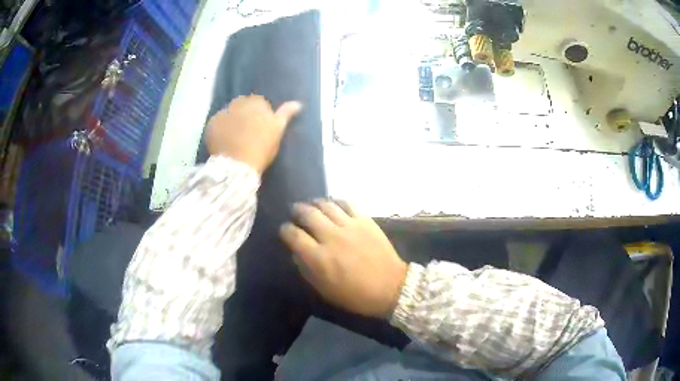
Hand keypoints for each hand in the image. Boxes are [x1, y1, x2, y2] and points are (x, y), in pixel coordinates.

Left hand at [206, 95, 302, 173]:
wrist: (238, 165)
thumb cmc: (261, 147)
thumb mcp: (278, 130)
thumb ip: (286, 114)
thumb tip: (299, 103)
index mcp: (256, 102)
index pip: (259, 103)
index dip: (260, 115)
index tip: (261, 128)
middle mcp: (238, 103)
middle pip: (242, 105)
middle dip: (244, 115)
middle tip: (247, 133)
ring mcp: (222, 113)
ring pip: (229, 114)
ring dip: (231, 121)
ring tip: (234, 138)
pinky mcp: (211, 125)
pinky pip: (216, 124)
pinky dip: (220, 130)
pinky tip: (224, 141)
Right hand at [279, 200, 407, 317]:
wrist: (391, 287)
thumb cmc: (355, 295)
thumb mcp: (324, 290)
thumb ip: (306, 269)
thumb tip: (296, 252)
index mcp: (319, 257)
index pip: (293, 235)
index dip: (285, 230)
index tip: (285, 230)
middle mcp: (331, 237)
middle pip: (307, 214)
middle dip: (297, 211)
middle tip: (295, 212)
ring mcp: (350, 226)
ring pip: (326, 205)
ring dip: (314, 203)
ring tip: (311, 205)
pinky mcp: (365, 220)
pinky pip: (347, 203)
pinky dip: (336, 201)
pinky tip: (333, 205)